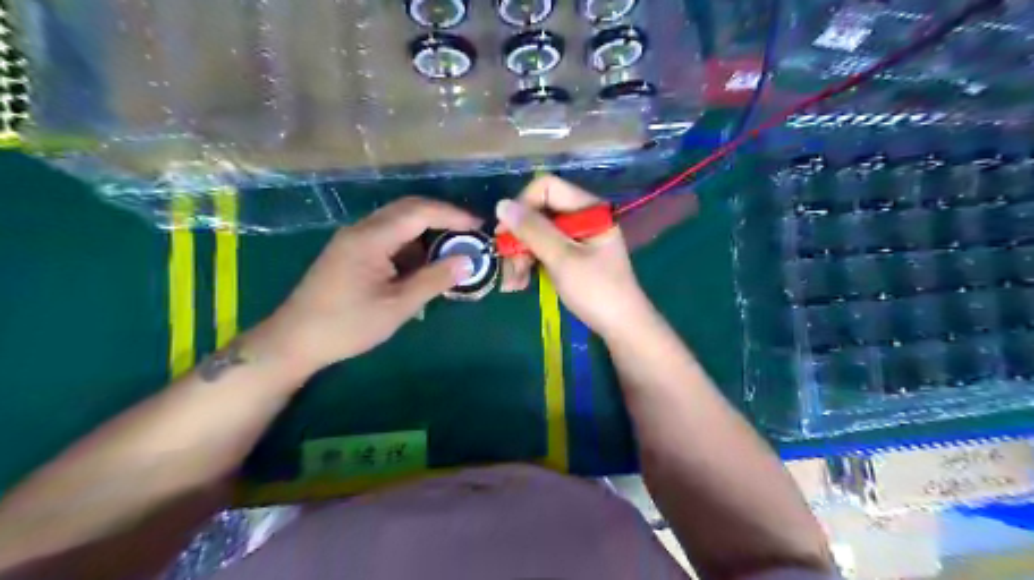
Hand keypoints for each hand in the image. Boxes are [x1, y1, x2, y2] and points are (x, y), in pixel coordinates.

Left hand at [260, 196, 485, 372]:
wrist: (294, 341)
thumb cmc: (347, 325)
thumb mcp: (397, 306)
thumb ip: (434, 280)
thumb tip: (468, 261)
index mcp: (371, 238)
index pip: (419, 212)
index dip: (452, 215)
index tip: (479, 226)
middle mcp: (361, 230)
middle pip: (408, 209)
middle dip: (442, 217)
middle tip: (470, 233)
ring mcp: (353, 240)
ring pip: (397, 223)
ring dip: (426, 231)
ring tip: (452, 249)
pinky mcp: (350, 252)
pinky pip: (387, 237)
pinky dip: (410, 245)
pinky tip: (423, 264)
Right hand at [500, 176, 651, 339]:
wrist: (621, 327)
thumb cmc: (596, 291)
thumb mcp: (562, 259)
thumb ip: (533, 230)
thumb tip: (501, 205)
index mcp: (588, 209)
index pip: (546, 188)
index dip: (523, 206)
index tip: (506, 233)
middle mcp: (582, 217)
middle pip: (539, 212)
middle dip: (519, 239)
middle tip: (508, 266)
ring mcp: (576, 238)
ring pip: (537, 234)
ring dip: (520, 255)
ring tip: (513, 283)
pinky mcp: (571, 256)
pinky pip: (543, 250)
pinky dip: (530, 264)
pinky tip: (520, 284)